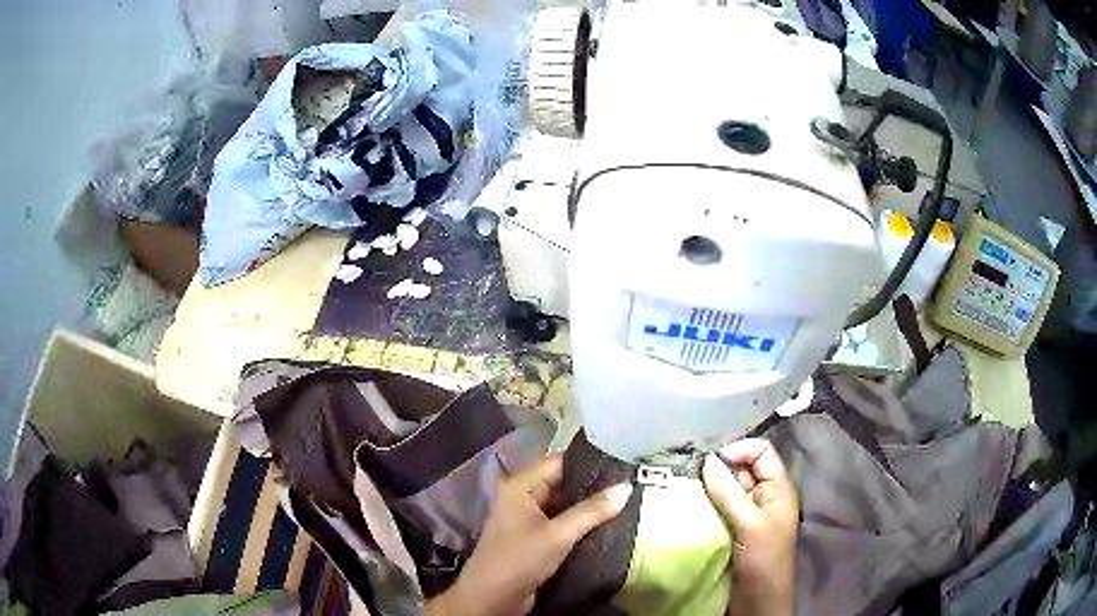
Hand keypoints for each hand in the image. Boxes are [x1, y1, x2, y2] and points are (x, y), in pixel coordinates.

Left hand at [425, 457, 632, 615]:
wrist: (492, 599)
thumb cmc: (519, 559)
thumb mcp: (557, 535)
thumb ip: (592, 511)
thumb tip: (626, 487)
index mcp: (520, 486)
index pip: (559, 462)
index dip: (589, 461)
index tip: (624, 461)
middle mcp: (523, 497)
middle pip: (563, 484)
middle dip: (594, 486)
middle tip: (631, 483)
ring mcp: (529, 520)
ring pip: (565, 506)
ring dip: (590, 507)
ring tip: (628, 500)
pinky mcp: (536, 539)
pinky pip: (563, 524)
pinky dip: (582, 524)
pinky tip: (610, 523)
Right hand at [703, 438, 798, 615]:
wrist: (759, 600)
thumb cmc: (763, 559)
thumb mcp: (749, 524)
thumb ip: (729, 492)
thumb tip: (707, 459)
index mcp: (778, 489)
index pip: (761, 452)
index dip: (738, 450)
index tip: (710, 462)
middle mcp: (764, 496)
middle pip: (743, 468)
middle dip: (719, 468)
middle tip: (690, 476)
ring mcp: (748, 514)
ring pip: (728, 489)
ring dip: (708, 488)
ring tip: (684, 490)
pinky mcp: (733, 530)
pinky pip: (719, 508)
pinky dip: (705, 505)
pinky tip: (688, 507)